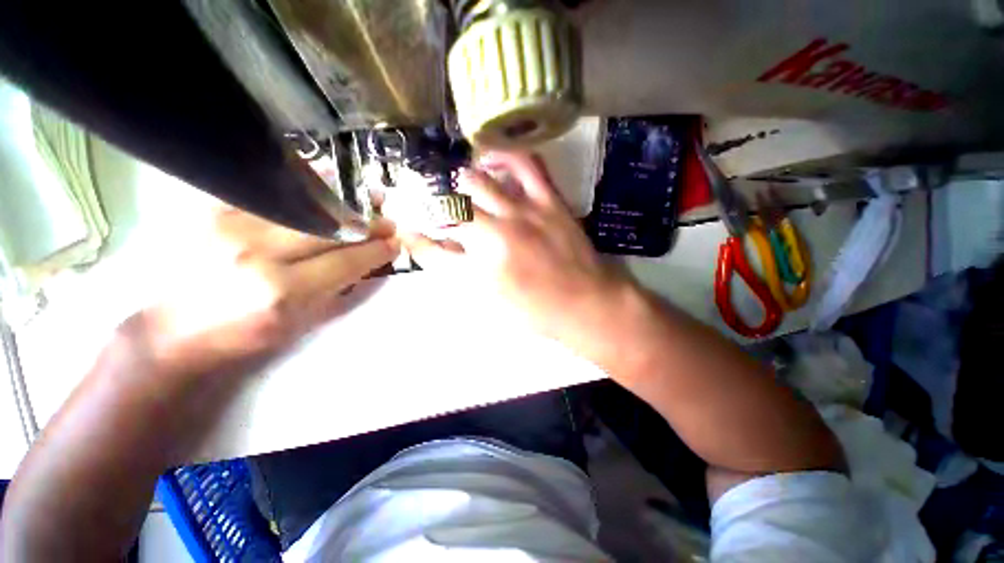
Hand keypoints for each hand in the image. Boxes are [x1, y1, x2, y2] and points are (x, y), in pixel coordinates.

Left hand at [126, 208, 397, 376]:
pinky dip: (303, 185)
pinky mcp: (213, 210)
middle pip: (330, 230)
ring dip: (343, 202)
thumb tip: (373, 262)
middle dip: (367, 224)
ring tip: (366, 200)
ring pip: (304, 205)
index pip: (347, 262)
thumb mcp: (302, 323)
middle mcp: (258, 254)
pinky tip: (325, 180)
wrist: (175, 329)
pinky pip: (270, 190)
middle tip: (387, 221)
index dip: (377, 250)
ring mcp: (232, 226)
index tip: (395, 243)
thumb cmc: (245, 335)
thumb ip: (341, 291)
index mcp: (283, 292)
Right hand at [403, 151, 633, 341]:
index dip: (417, 241)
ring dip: (460, 182)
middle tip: (435, 208)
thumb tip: (448, 249)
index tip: (410, 233)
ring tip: (459, 185)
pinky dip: (504, 155)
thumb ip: (466, 274)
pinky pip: (524, 164)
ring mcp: (522, 213)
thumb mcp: (495, 301)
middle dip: (434, 208)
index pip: (433, 250)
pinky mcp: (547, 201)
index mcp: (478, 270)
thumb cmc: (540, 312)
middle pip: (449, 210)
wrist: (587, 304)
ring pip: (477, 181)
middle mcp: (494, 236)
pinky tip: (491, 159)